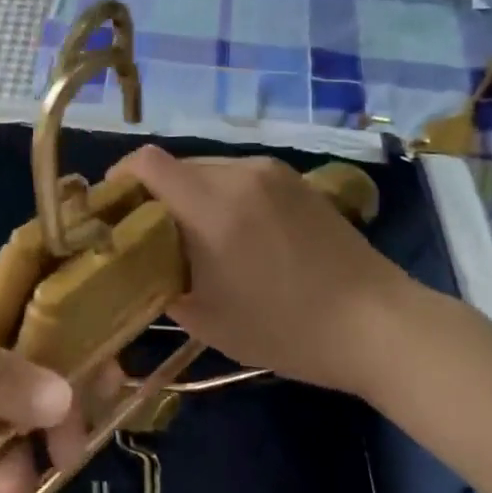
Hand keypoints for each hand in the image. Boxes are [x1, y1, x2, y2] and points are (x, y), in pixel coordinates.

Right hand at [111, 146, 418, 398]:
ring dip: (190, 192)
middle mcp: (238, 174)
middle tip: (152, 231)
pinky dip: (221, 193)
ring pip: (207, 168)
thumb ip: (164, 285)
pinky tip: (236, 231)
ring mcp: (270, 172)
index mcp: (213, 207)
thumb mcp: (211, 321)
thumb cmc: (288, 329)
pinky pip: (238, 174)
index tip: (112, 205)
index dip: (120, 176)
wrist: (379, 324)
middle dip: (154, 192)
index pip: (147, 163)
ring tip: (196, 234)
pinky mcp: (294, 179)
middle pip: (174, 165)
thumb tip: (141, 267)